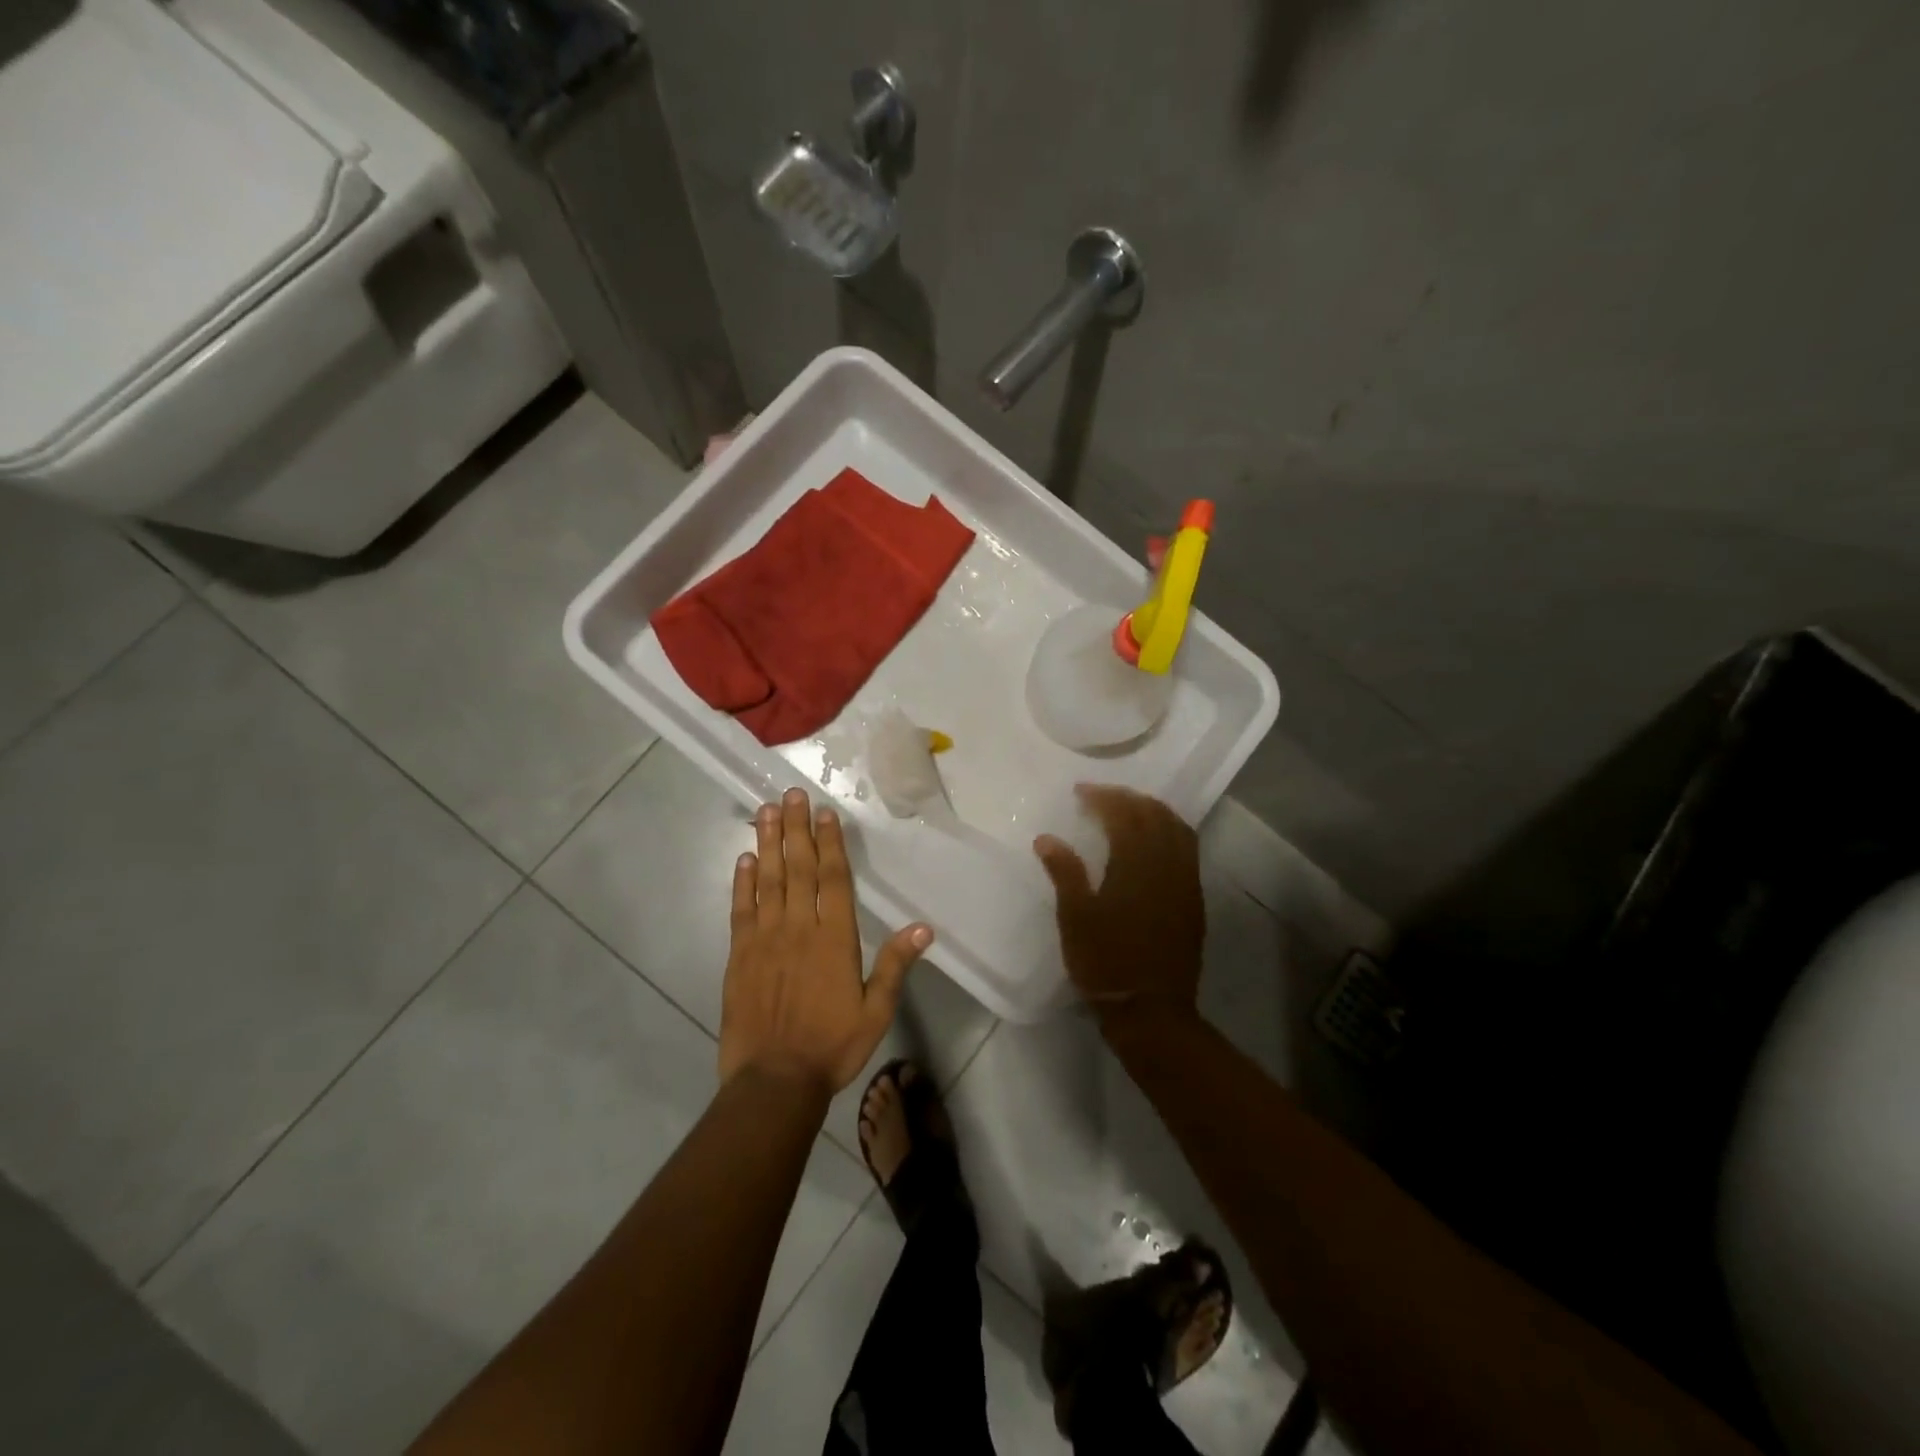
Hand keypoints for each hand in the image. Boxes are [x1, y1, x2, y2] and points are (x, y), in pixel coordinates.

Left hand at [719, 788, 932, 1094]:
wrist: (774, 1081)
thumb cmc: (832, 1046)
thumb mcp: (876, 1011)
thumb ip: (895, 965)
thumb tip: (924, 928)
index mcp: (834, 938)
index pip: (833, 879)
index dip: (830, 843)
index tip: (824, 812)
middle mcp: (799, 928)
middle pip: (798, 868)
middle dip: (796, 828)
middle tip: (791, 794)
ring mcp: (765, 939)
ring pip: (768, 880)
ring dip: (767, 843)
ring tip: (766, 811)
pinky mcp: (740, 955)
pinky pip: (741, 909)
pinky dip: (742, 882)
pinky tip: (744, 859)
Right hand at [1034, 786, 1204, 1031]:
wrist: (1152, 1011)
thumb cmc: (1106, 963)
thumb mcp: (1076, 918)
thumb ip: (1064, 872)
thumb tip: (1047, 838)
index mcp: (1137, 864)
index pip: (1124, 814)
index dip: (1103, 797)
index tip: (1080, 792)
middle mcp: (1168, 864)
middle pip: (1154, 814)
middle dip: (1128, 798)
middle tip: (1101, 796)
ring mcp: (1186, 881)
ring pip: (1177, 828)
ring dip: (1153, 811)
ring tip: (1128, 810)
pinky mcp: (1193, 899)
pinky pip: (1187, 849)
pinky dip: (1169, 831)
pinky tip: (1152, 840)